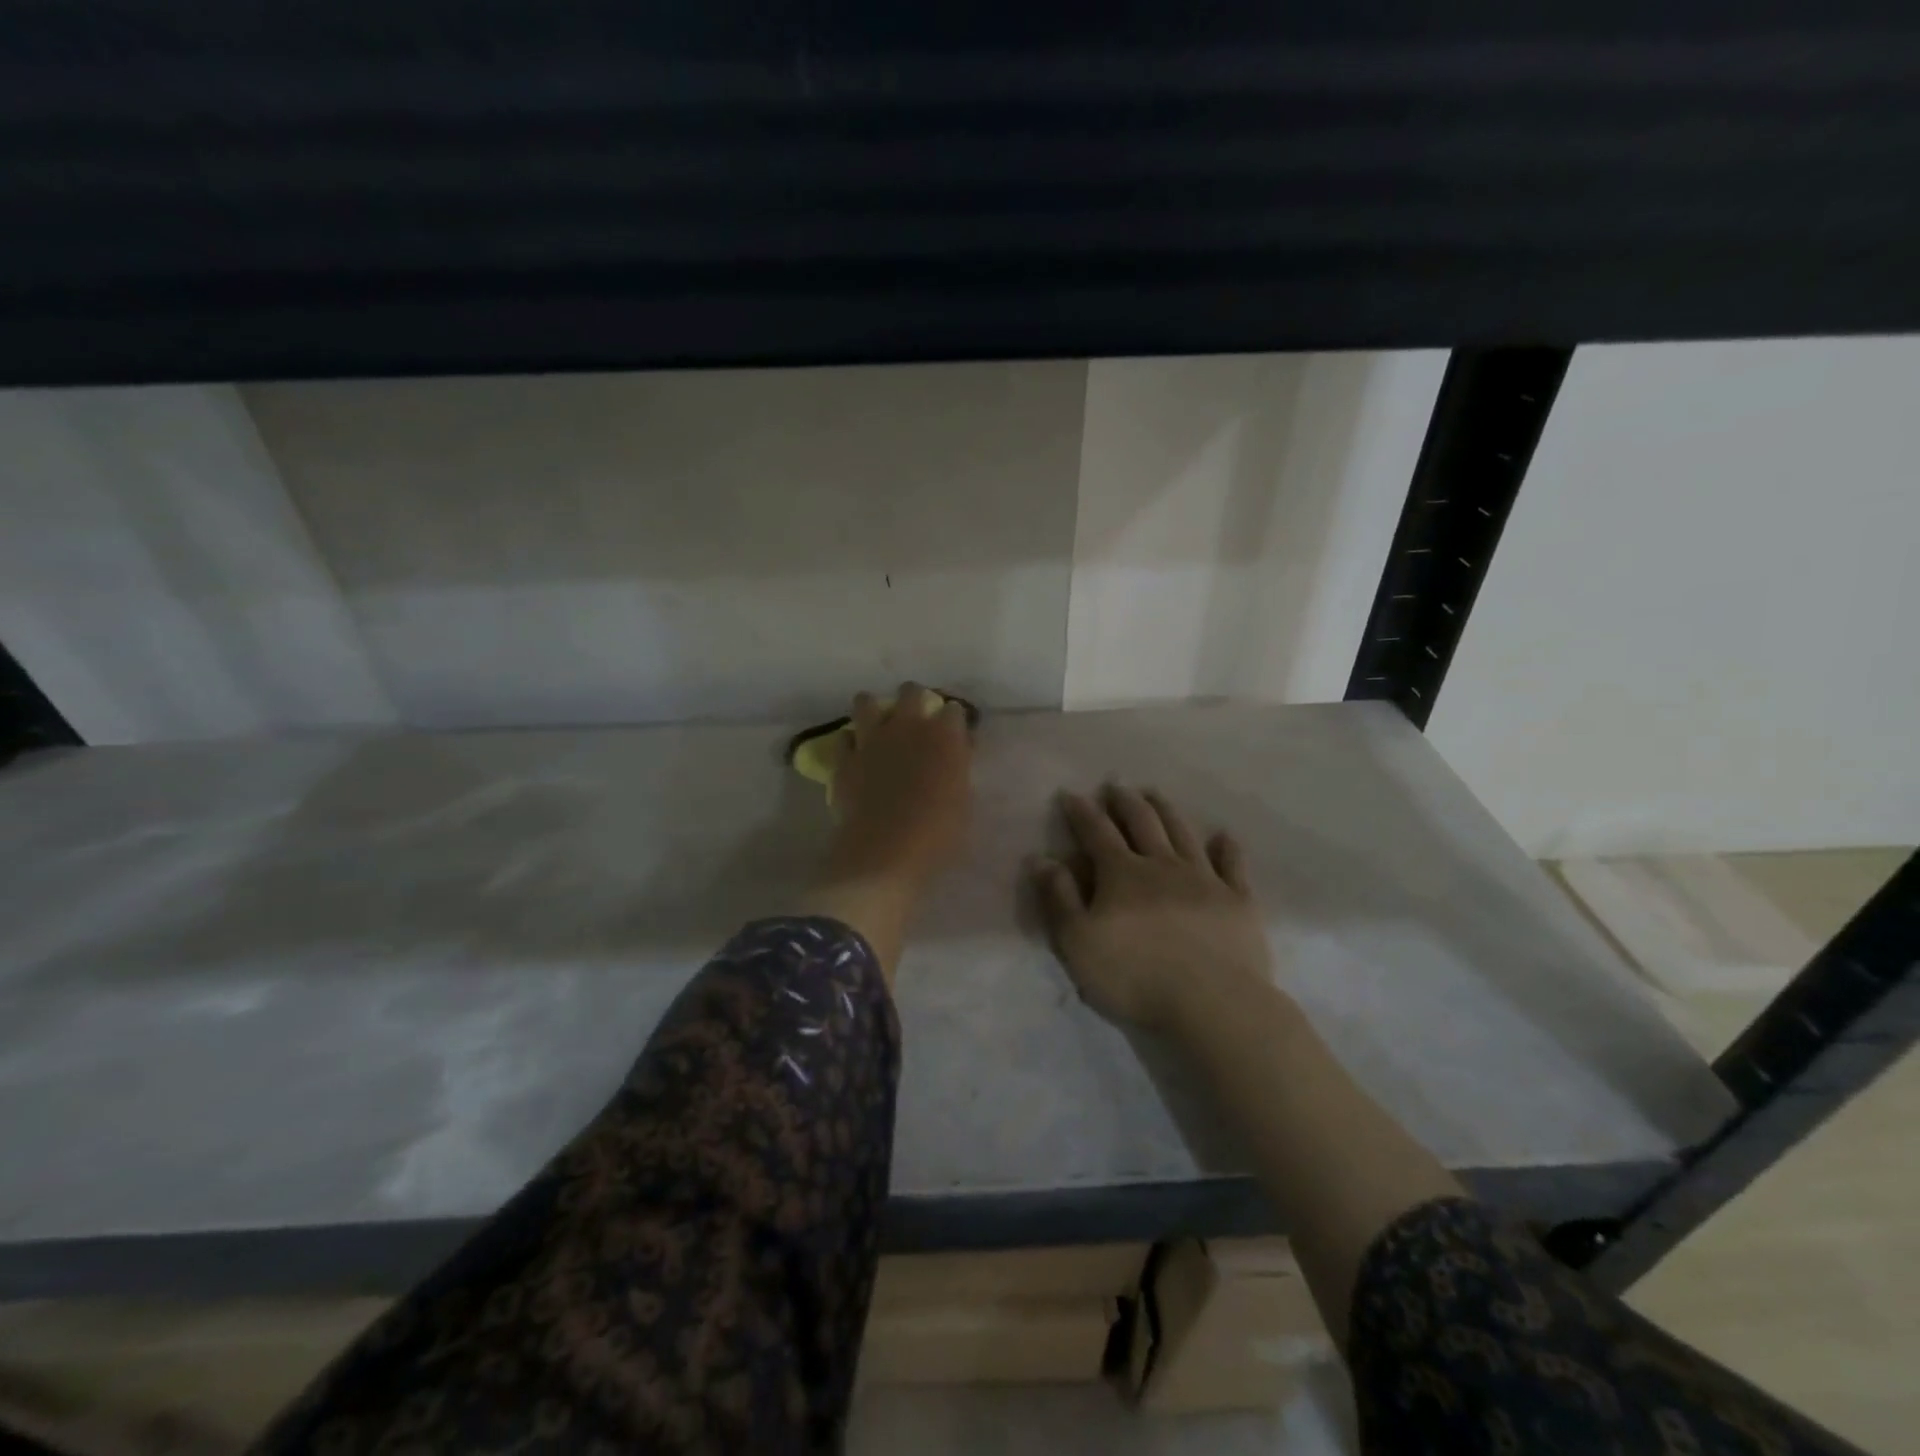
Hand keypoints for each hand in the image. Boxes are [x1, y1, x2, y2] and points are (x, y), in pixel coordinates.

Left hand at [824, 683, 973, 892]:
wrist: (886, 849)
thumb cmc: (938, 832)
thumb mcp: (963, 801)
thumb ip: (957, 770)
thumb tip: (954, 758)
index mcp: (944, 735)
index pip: (953, 710)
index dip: (953, 721)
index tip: (953, 735)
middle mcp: (907, 726)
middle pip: (910, 691)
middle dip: (914, 700)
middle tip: (916, 720)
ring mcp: (872, 739)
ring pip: (866, 701)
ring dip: (874, 709)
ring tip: (878, 725)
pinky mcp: (844, 758)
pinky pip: (843, 737)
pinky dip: (850, 743)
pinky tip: (855, 754)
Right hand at [1028, 785, 1270, 1032]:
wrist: (1213, 1003)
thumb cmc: (1135, 976)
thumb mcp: (1078, 942)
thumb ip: (1059, 898)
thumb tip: (1042, 859)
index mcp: (1122, 874)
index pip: (1097, 832)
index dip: (1082, 812)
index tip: (1071, 794)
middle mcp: (1163, 865)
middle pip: (1143, 823)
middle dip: (1126, 802)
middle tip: (1117, 787)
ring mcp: (1205, 879)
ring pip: (1183, 834)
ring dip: (1167, 811)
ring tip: (1156, 795)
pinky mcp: (1238, 901)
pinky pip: (1232, 865)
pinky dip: (1227, 848)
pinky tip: (1224, 836)